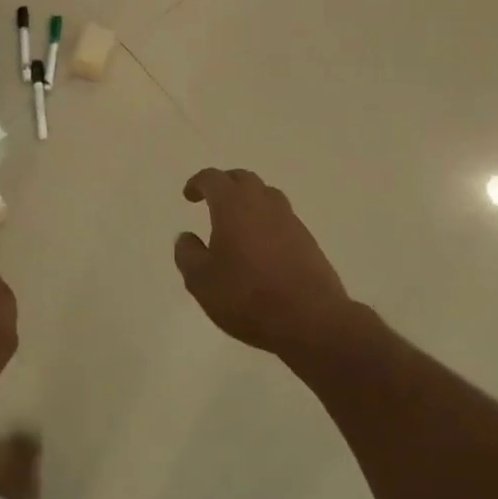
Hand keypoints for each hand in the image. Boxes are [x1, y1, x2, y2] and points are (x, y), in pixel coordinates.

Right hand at [174, 168, 352, 358]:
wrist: (311, 320)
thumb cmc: (247, 296)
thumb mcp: (201, 280)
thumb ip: (187, 254)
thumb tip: (186, 238)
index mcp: (233, 204)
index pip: (213, 179)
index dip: (198, 183)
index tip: (189, 196)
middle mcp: (263, 203)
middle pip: (243, 179)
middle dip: (225, 185)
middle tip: (213, 201)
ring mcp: (290, 220)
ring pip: (267, 196)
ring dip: (250, 201)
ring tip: (238, 222)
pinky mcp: (308, 241)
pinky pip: (282, 220)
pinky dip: (268, 223)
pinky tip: (262, 247)